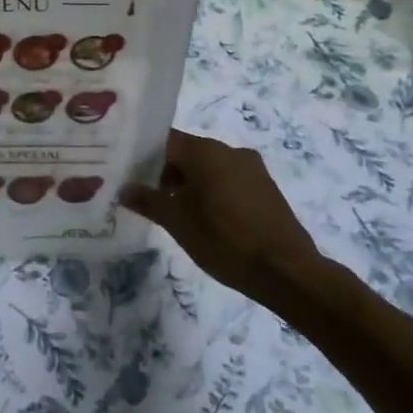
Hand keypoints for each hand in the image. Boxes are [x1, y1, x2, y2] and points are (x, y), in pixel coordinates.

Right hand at [121, 129, 327, 304]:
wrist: (287, 271)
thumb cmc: (224, 239)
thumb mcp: (177, 222)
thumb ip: (148, 200)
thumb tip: (125, 189)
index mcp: (205, 150)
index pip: (163, 141)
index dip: (142, 156)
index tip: (127, 174)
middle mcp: (228, 150)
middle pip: (186, 153)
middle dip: (164, 172)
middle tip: (145, 196)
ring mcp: (251, 168)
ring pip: (208, 168)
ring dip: (188, 184)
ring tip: (172, 211)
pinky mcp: (265, 188)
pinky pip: (228, 180)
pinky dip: (211, 192)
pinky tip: (204, 218)